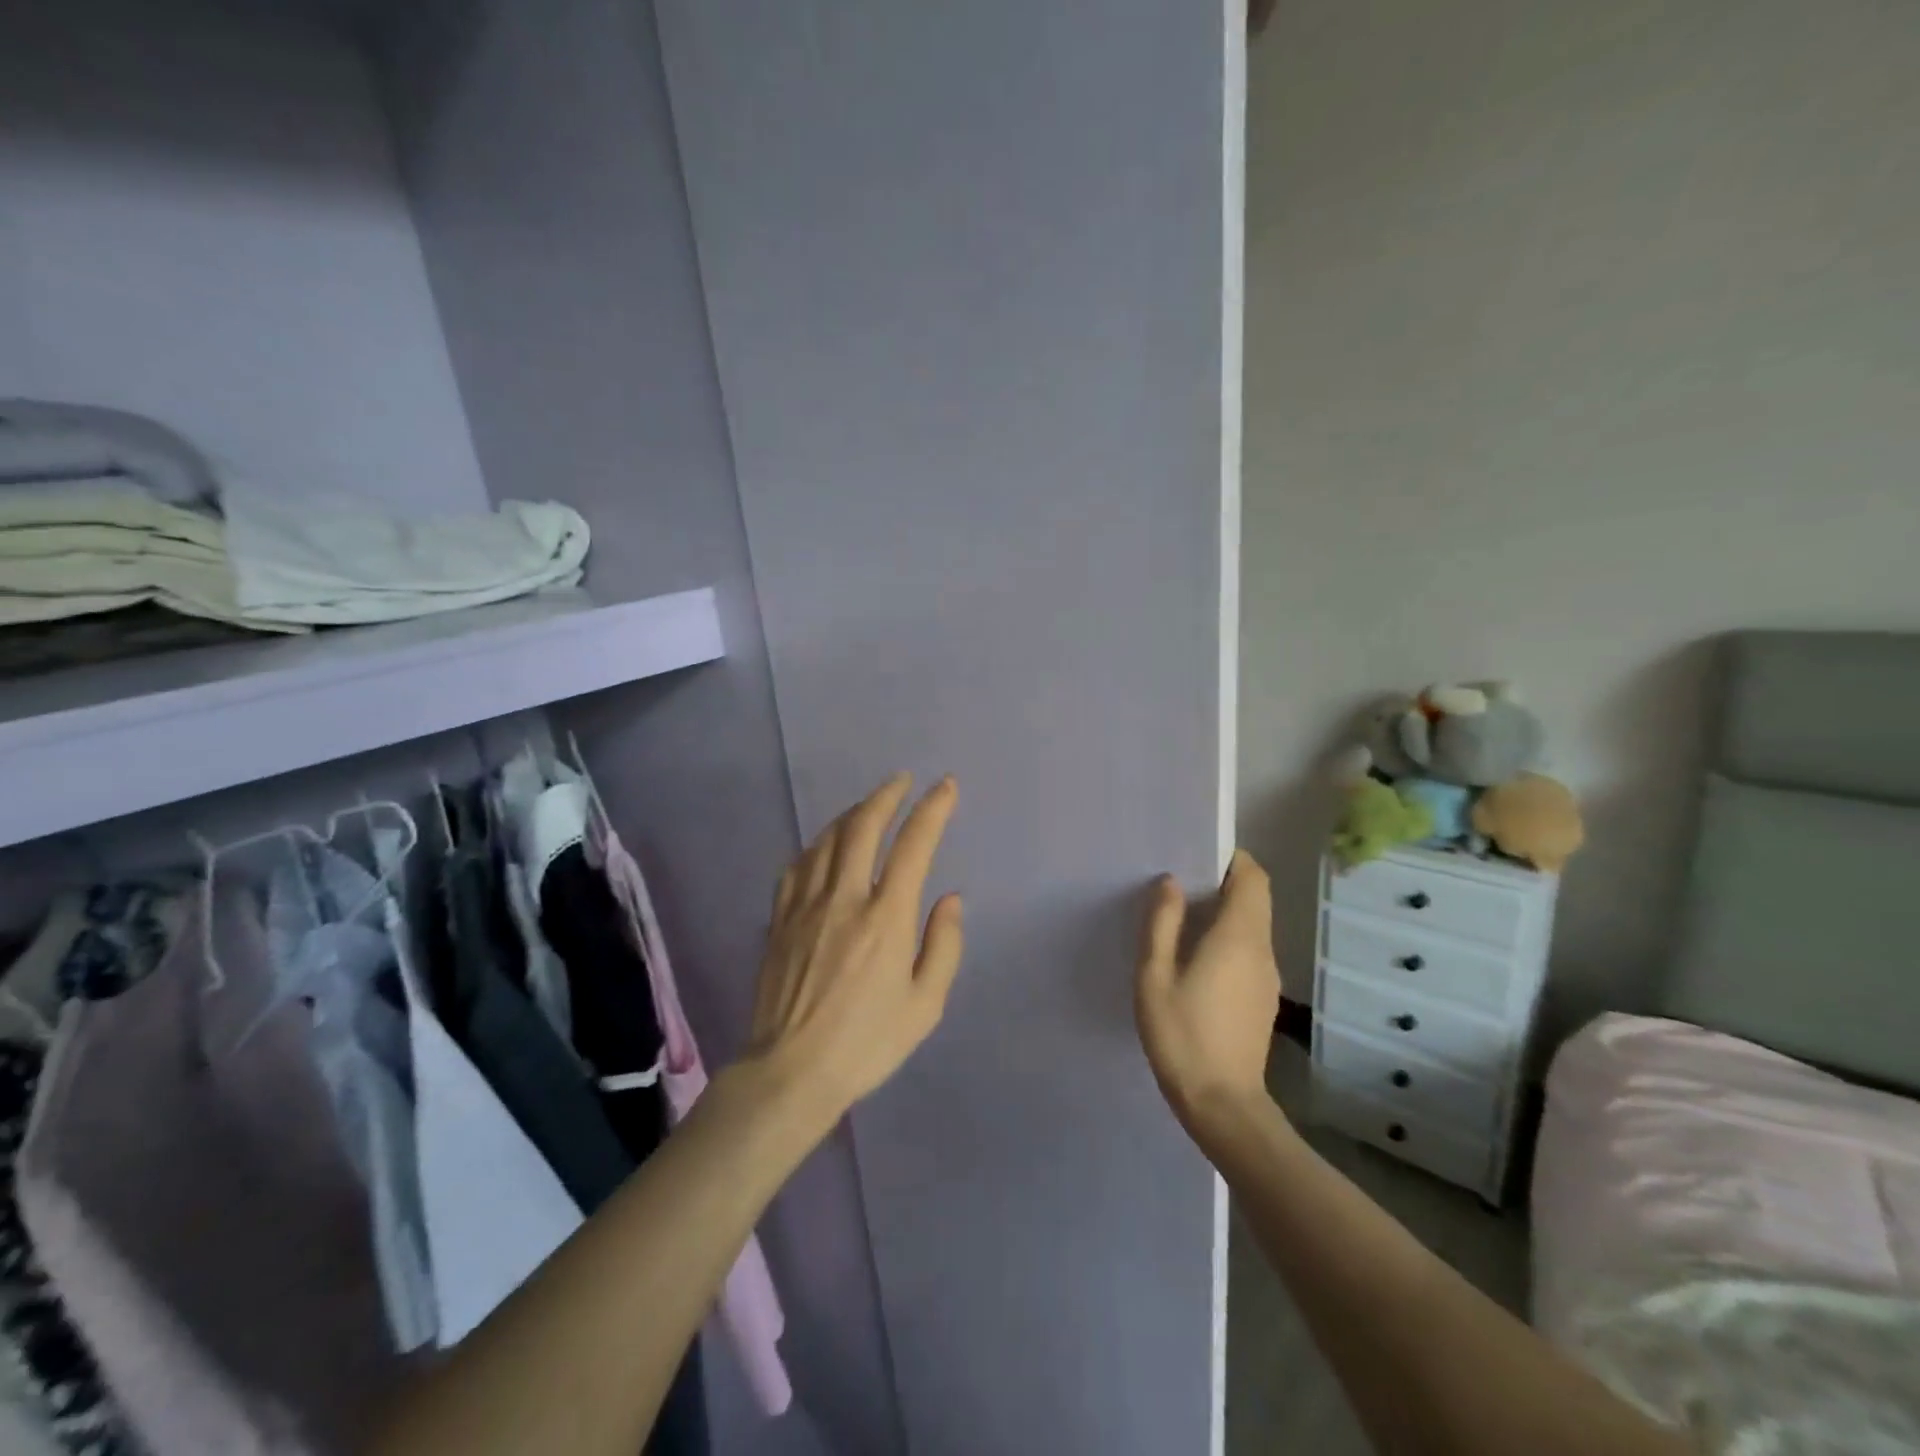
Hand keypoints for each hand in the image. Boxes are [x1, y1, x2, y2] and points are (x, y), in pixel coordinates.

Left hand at [746, 774, 963, 1122]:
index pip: (914, 845)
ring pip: (828, 839)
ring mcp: (806, 906)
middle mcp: (845, 899)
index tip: (946, 786)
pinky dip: (818, 844)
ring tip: (869, 805)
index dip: (933, 809)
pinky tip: (825, 844)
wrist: (791, 1072)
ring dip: (852, 813)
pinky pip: (798, 865)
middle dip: (887, 795)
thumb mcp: (925, 1005)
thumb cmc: (867, 1044)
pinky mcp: (779, 920)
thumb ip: (944, 946)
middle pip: (863, 827)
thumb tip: (950, 899)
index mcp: (886, 919)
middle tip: (902, 780)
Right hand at [1135, 850, 1281, 1138]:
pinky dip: (1228, 937)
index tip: (1199, 854)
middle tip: (1180, 882)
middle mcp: (1262, 949)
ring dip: (1224, 910)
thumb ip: (1163, 923)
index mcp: (1238, 936)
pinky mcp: (1262, 997)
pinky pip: (1249, 949)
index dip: (1232, 858)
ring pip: (1253, 924)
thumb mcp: (1155, 976)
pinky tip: (1195, 957)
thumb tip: (1171, 882)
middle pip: (1255, 898)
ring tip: (1181, 916)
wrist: (1222, 1104)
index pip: (1253, 877)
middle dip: (1224, 881)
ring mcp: (1267, 976)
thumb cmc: (1182, 1034)